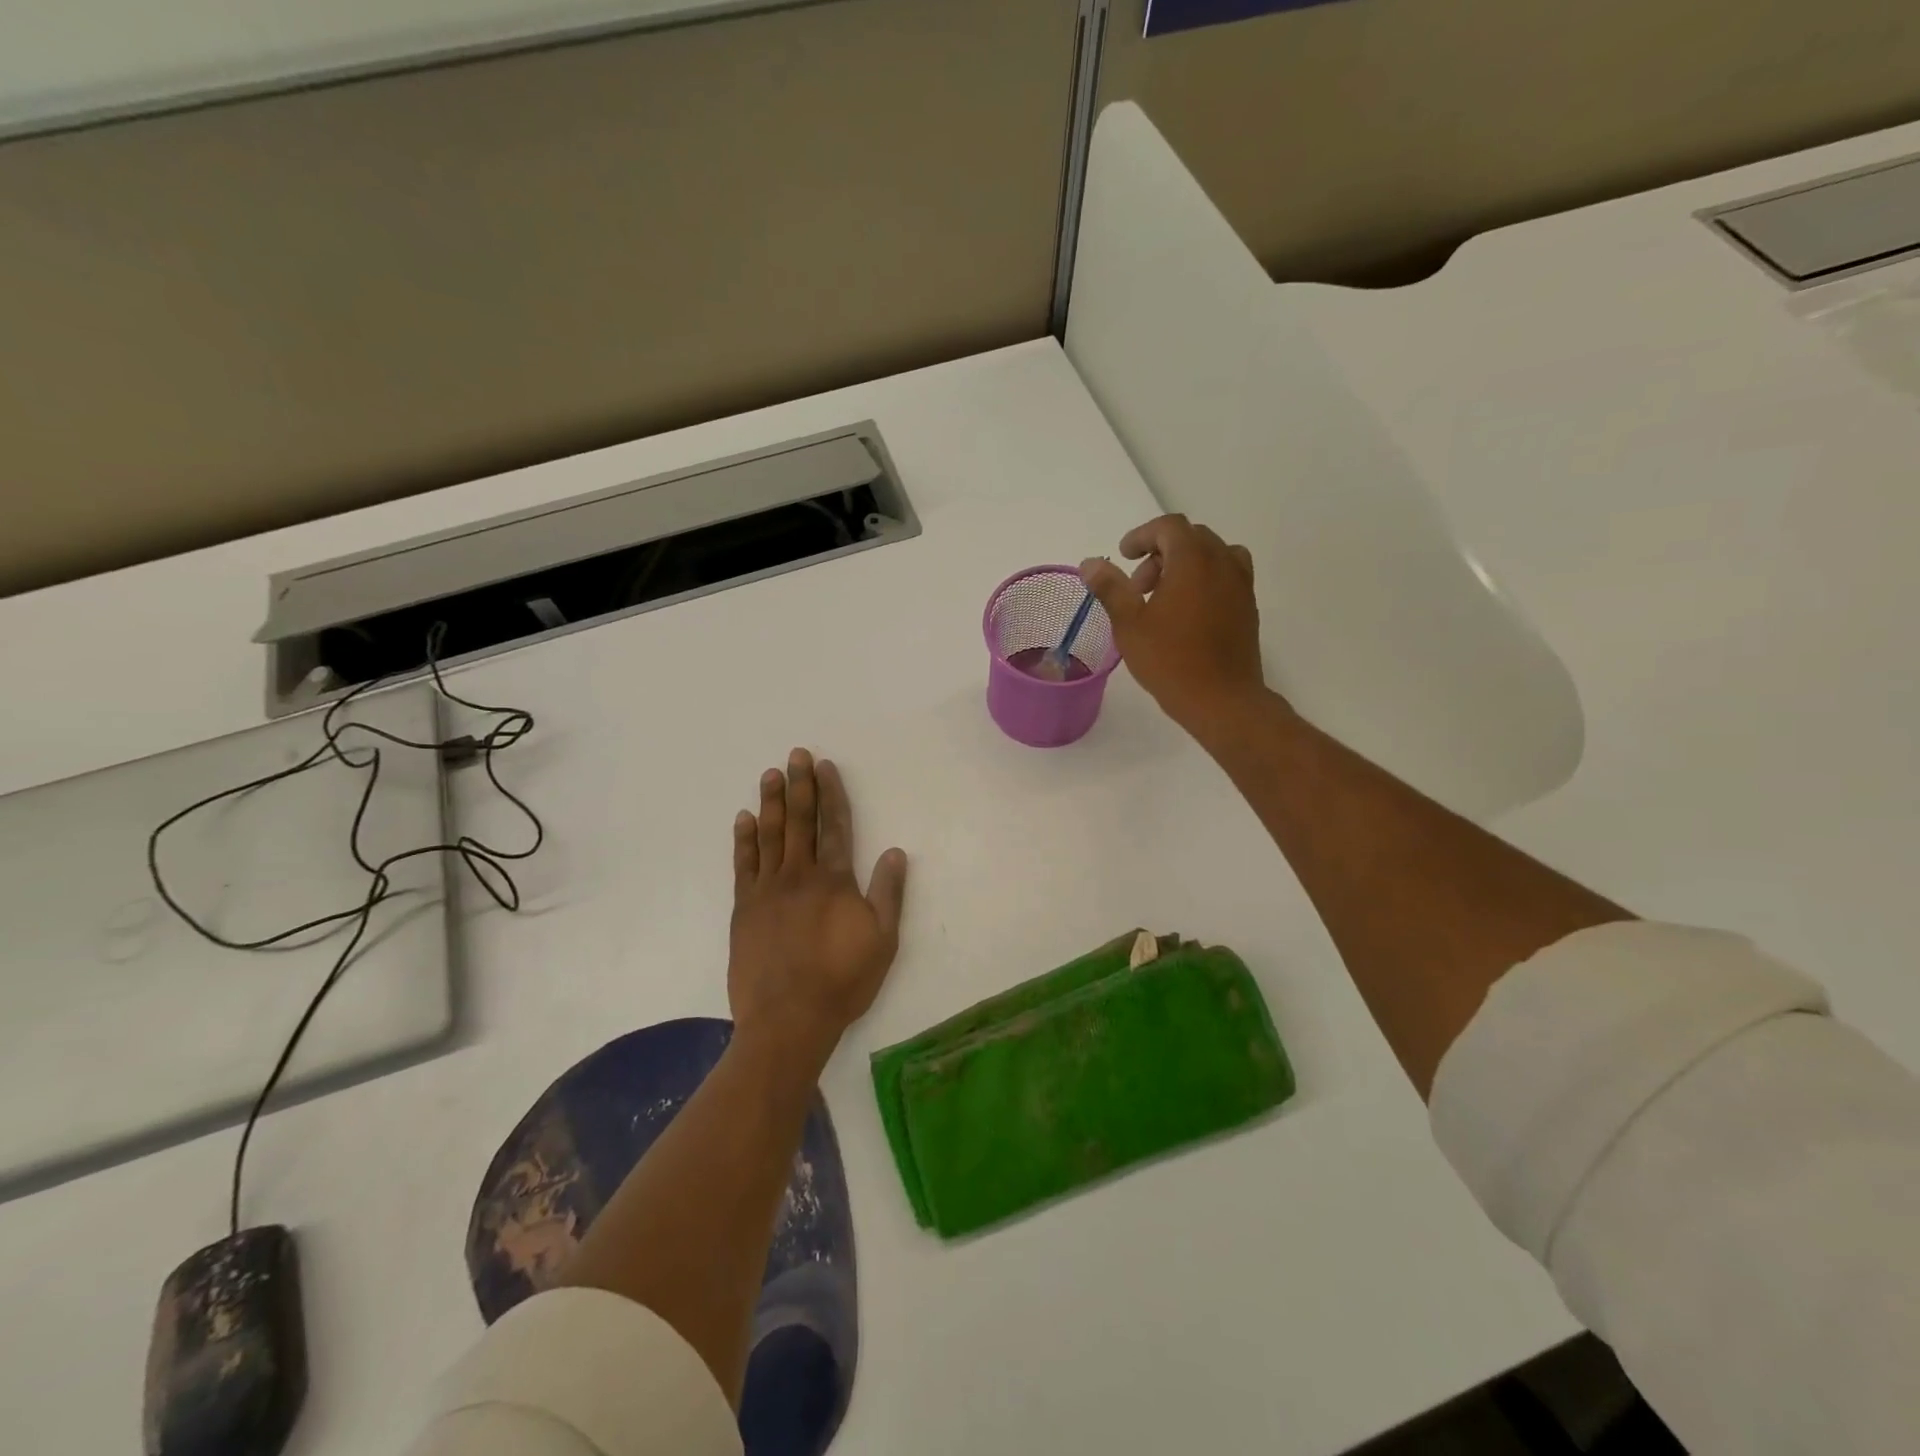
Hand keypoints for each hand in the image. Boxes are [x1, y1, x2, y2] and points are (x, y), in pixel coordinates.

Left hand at [728, 749, 907, 1068]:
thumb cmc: (842, 981)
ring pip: (770, 835)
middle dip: (800, 786)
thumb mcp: (882, 941)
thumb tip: (895, 852)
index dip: (831, 794)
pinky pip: (743, 864)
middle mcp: (799, 875)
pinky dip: (744, 839)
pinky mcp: (744, 908)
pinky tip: (744, 818)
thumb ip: (888, 894)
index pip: (834, 826)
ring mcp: (767, 890)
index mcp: (835, 881)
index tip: (825, 766)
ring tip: (771, 774)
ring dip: (772, 802)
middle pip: (800, 821)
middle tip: (795, 755)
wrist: (788, 1019)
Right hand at [1081, 515, 1268, 738]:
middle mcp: (1222, 562)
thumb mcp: (1129, 624)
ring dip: (1185, 564)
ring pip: (1212, 555)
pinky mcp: (1249, 606)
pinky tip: (1187, 613)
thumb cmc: (1170, 660)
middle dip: (1160, 553)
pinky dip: (1204, 579)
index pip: (1169, 527)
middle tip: (1138, 586)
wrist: (1222, 699)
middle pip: (1191, 537)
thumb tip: (1091, 564)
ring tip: (1164, 597)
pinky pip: (1226, 575)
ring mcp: (1241, 583)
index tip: (1123, 556)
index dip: (1142, 535)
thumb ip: (1111, 588)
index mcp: (1193, 560)